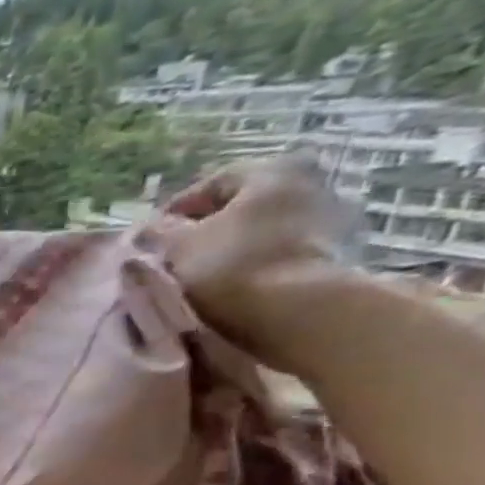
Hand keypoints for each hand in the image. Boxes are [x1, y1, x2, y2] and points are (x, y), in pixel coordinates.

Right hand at [152, 156, 365, 367]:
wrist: (297, 312)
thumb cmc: (231, 266)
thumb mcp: (177, 246)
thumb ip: (158, 232)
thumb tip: (150, 229)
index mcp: (272, 171)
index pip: (211, 184)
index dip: (175, 210)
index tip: (149, 238)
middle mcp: (308, 184)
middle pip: (241, 207)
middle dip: (205, 230)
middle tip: (171, 257)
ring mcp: (329, 220)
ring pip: (259, 231)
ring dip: (229, 249)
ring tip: (197, 277)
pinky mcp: (334, 255)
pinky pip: (278, 254)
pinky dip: (252, 265)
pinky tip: (230, 286)